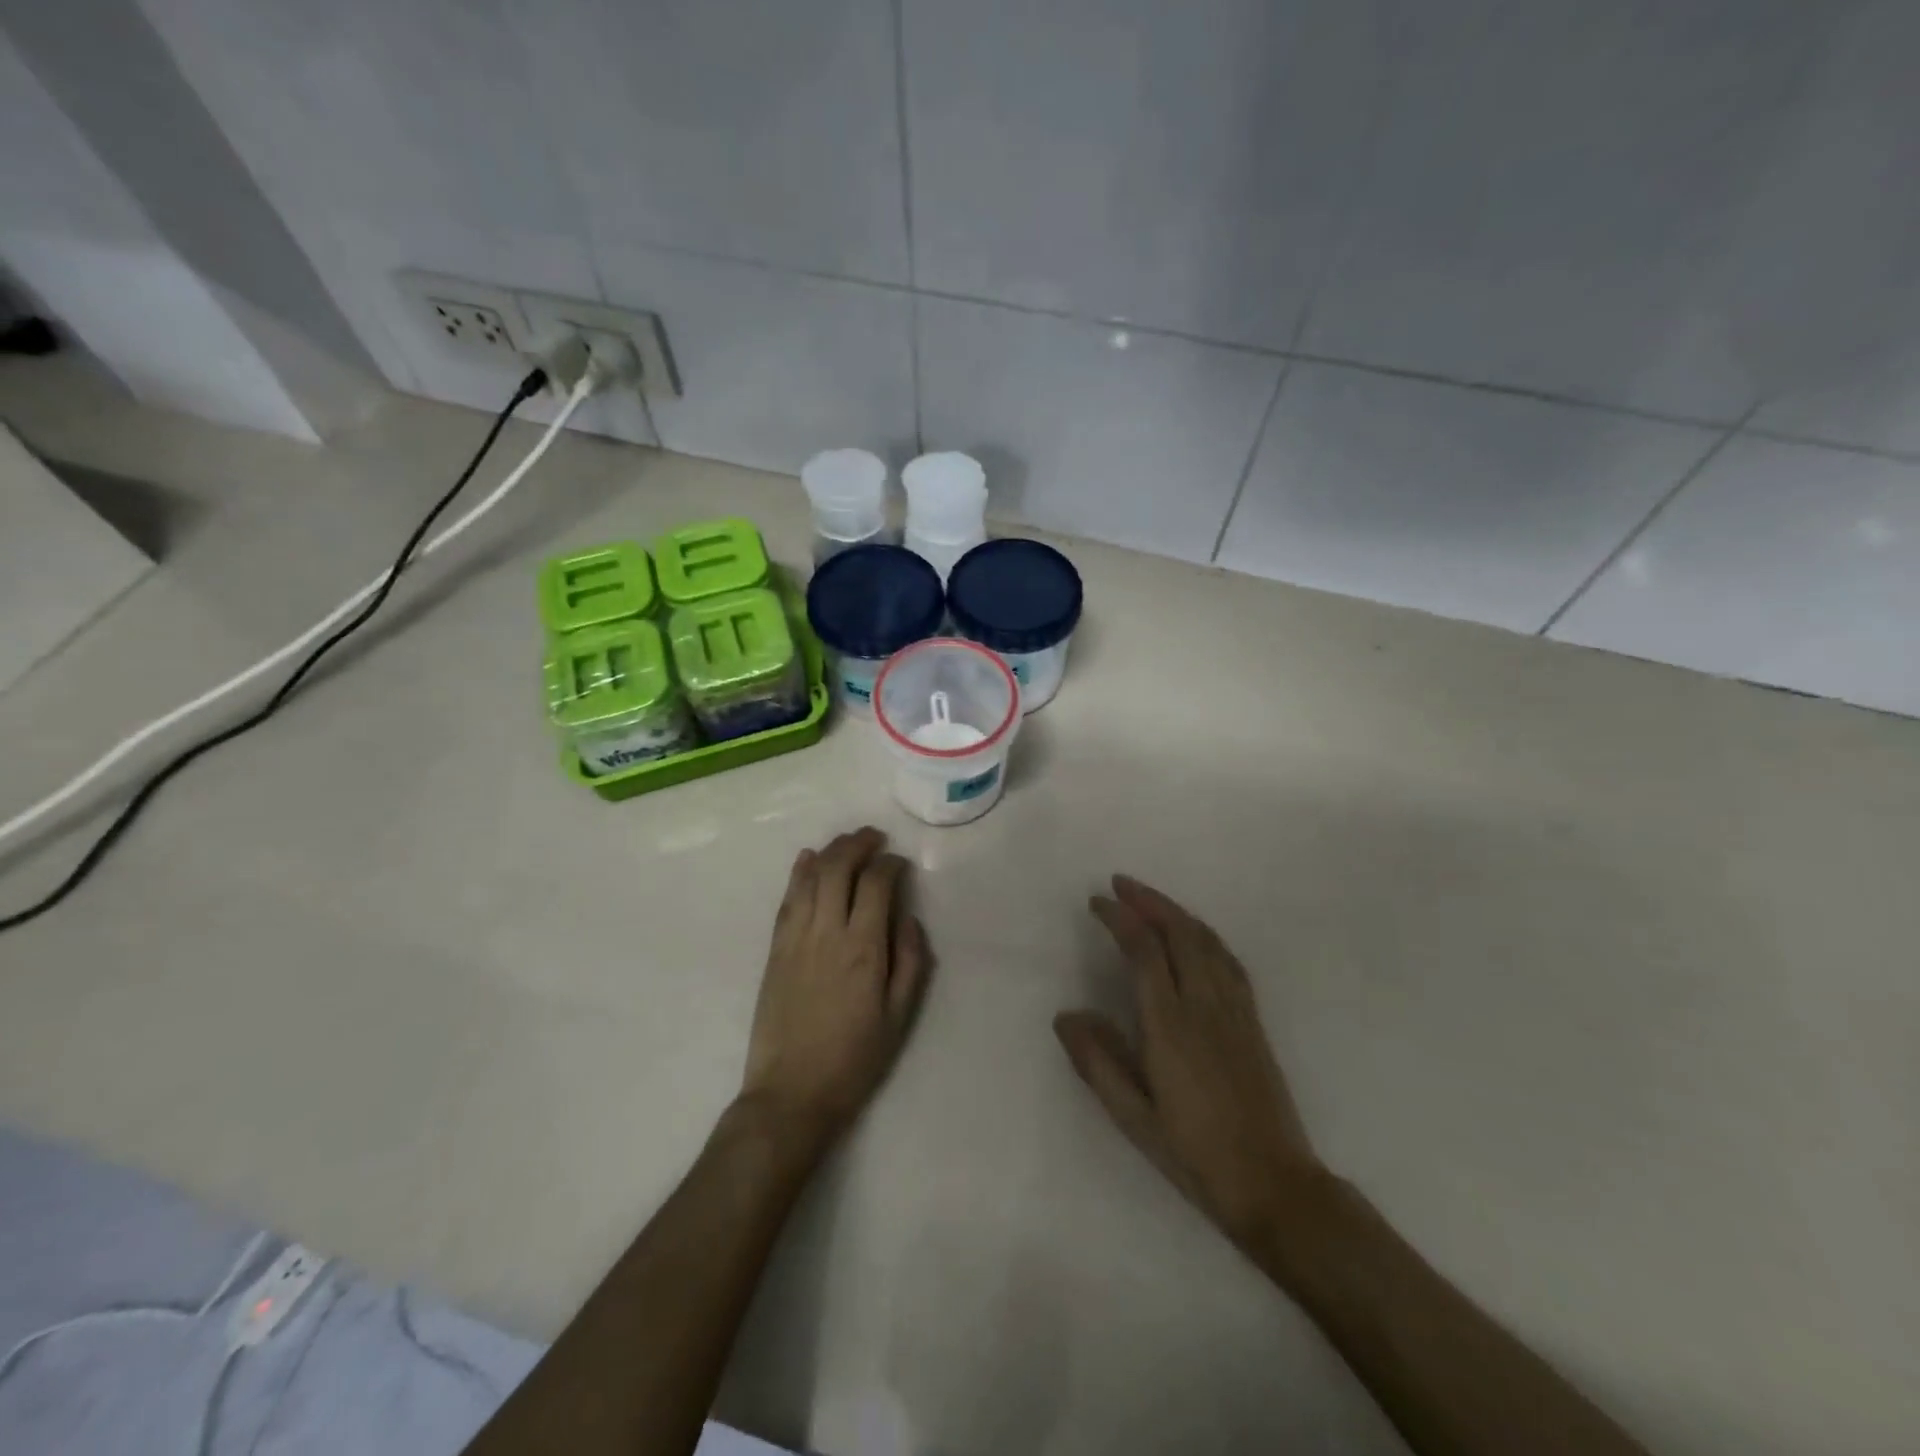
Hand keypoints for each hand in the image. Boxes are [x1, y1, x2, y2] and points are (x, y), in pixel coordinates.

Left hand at [740, 827, 931, 1152]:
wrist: (791, 1094)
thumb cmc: (854, 1059)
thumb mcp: (899, 1016)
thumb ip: (909, 960)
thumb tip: (906, 917)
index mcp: (863, 949)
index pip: (877, 884)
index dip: (891, 865)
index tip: (901, 864)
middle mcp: (827, 932)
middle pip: (839, 868)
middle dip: (858, 844)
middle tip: (874, 838)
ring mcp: (795, 938)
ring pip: (810, 877)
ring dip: (830, 851)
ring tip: (847, 842)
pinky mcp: (775, 949)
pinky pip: (787, 899)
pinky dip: (798, 873)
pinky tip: (806, 859)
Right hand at [1055, 876, 1323, 1258]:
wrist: (1274, 1185)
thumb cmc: (1195, 1155)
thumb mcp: (1133, 1118)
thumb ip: (1097, 1062)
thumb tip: (1065, 1015)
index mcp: (1170, 1026)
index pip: (1144, 951)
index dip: (1120, 918)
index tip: (1098, 902)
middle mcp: (1205, 1006)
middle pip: (1180, 932)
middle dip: (1149, 901)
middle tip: (1120, 884)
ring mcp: (1234, 1010)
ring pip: (1207, 941)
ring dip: (1176, 912)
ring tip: (1150, 899)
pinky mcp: (1253, 1021)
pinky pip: (1228, 960)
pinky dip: (1205, 935)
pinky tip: (1196, 936)